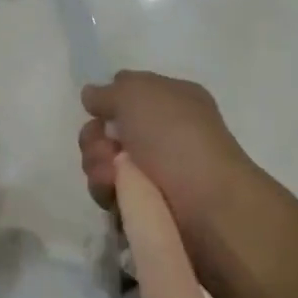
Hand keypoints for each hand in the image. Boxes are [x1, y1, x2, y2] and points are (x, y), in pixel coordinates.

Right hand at [78, 71, 258, 254]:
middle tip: (105, 149)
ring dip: (97, 166)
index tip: (98, 110)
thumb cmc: (174, 135)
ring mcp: (154, 171)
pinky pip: (110, 193)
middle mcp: (162, 134)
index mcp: (170, 100)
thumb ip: (107, 91)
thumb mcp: (136, 93)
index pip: (127, 93)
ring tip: (110, 177)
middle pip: (107, 131)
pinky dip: (106, 191)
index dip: (108, 101)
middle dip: (95, 139)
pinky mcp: (145, 205)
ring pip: (103, 163)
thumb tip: (91, 95)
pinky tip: (115, 194)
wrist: (206, 202)